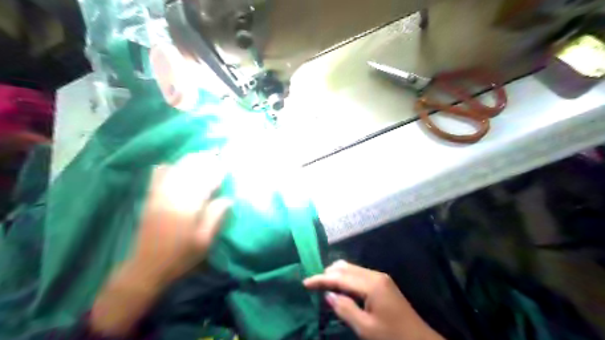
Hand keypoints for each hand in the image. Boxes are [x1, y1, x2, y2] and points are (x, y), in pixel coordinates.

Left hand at [131, 152, 231, 284]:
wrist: (146, 268)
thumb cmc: (180, 257)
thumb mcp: (204, 241)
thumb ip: (215, 217)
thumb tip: (228, 198)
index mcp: (188, 207)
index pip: (206, 181)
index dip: (217, 172)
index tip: (227, 166)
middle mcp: (173, 196)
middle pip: (190, 170)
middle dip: (205, 161)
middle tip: (217, 156)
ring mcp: (159, 195)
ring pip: (176, 169)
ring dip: (190, 161)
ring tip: (203, 157)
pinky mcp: (151, 198)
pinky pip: (158, 175)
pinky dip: (169, 167)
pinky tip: (177, 166)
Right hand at [308, 260, 443, 339]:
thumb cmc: (393, 337)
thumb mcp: (366, 328)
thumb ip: (345, 309)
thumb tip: (328, 294)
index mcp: (371, 284)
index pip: (340, 277)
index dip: (321, 279)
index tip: (305, 283)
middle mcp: (375, 275)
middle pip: (345, 268)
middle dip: (327, 274)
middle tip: (312, 284)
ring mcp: (380, 277)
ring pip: (351, 268)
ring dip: (336, 274)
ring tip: (322, 284)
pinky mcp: (382, 282)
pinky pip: (358, 274)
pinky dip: (345, 278)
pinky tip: (340, 286)